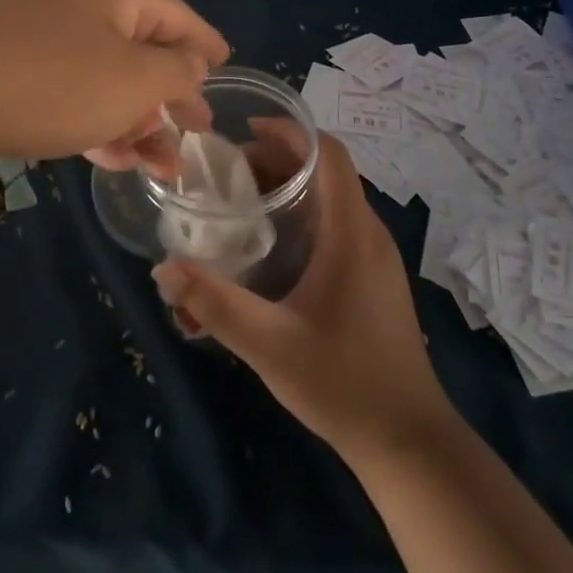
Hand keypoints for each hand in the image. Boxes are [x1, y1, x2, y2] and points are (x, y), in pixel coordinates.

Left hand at [0, 0, 227, 178]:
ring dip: (136, 121)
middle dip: (171, 96)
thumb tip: (191, 62)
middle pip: (141, 49)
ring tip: (161, 167)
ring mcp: (39, 37)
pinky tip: (111, 158)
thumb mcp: (134, 79)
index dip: (205, 44)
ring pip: (105, 79)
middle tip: (196, 132)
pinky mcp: (10, 71)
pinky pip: (70, 94)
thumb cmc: (52, 83)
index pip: (177, 15)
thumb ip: (176, 71)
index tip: (226, 69)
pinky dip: (96, 122)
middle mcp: (77, 5)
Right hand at [151, 133, 452, 462]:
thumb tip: (163, 269)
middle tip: (227, 173)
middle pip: (325, 171)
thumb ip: (214, 304)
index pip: (329, 154)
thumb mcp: (269, 344)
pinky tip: (270, 245)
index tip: (245, 131)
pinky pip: (336, 224)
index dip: (290, 132)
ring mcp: (374, 257)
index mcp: (351, 233)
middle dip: (277, 160)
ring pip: (330, 198)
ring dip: (289, 188)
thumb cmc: (343, 383)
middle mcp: (368, 233)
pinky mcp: (372, 278)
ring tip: (241, 201)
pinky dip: (301, 214)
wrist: (409, 442)